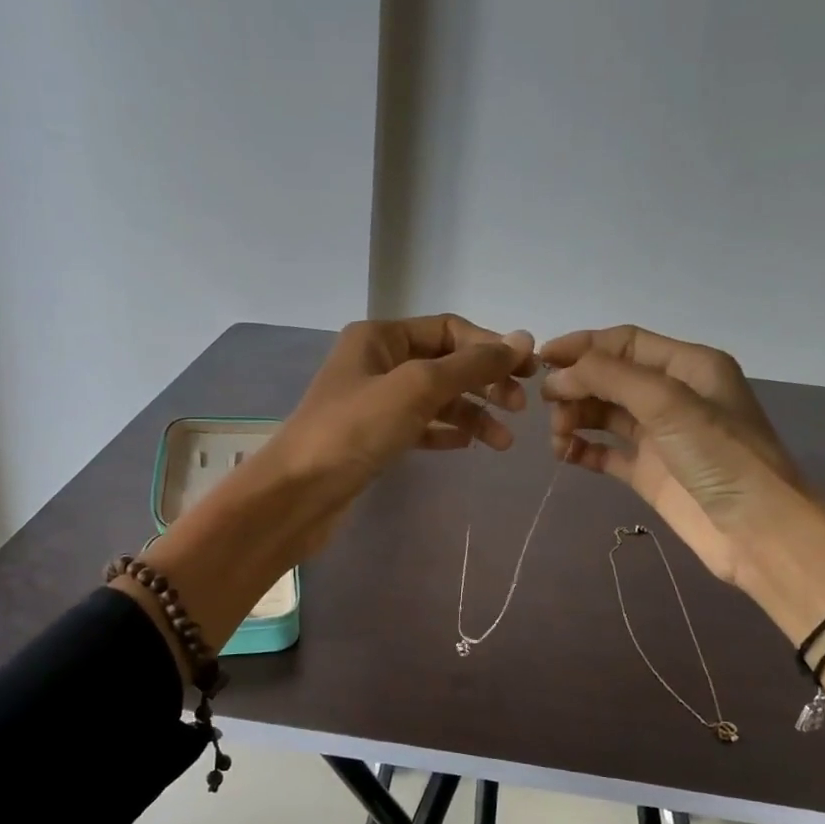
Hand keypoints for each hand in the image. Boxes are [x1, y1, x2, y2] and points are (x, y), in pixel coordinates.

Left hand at [271, 316, 535, 557]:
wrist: (297, 494)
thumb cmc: (354, 430)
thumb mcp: (417, 388)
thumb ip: (470, 364)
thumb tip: (522, 338)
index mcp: (380, 337)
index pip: (449, 329)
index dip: (490, 347)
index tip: (527, 373)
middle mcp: (377, 362)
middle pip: (445, 363)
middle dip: (484, 382)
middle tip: (520, 409)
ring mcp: (374, 402)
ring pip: (435, 399)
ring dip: (472, 414)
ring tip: (503, 443)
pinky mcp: (373, 437)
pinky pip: (419, 426)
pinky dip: (446, 432)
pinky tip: (469, 446)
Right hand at [542, 324, 824, 735]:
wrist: (757, 531)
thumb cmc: (720, 457)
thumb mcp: (668, 403)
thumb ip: (611, 378)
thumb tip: (559, 375)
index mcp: (688, 366)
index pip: (624, 343)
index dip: (582, 346)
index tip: (541, 361)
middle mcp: (672, 395)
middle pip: (610, 377)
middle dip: (576, 385)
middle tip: (548, 406)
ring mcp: (659, 436)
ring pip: (604, 414)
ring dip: (575, 417)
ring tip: (558, 436)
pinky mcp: (648, 472)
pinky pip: (605, 452)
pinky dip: (582, 449)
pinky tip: (565, 455)